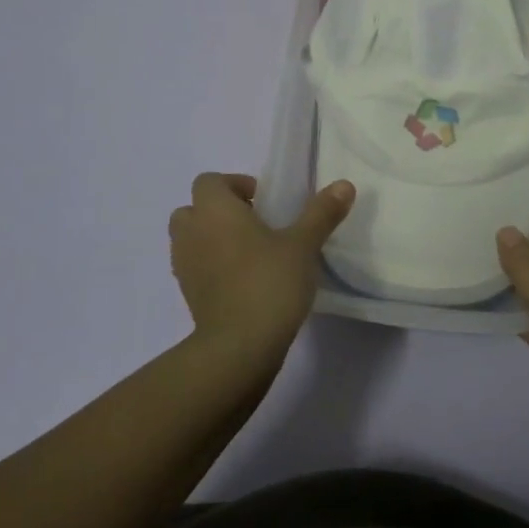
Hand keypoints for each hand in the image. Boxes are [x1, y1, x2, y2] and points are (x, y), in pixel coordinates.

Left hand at [169, 173, 354, 366]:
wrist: (239, 346)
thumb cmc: (269, 283)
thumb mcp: (303, 245)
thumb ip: (322, 213)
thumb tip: (344, 184)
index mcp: (214, 210)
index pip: (209, 181)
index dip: (235, 185)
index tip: (265, 202)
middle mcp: (192, 232)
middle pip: (193, 208)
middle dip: (219, 211)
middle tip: (255, 225)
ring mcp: (184, 265)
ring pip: (190, 238)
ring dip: (212, 238)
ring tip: (249, 254)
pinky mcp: (188, 295)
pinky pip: (195, 267)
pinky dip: (211, 266)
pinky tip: (242, 281)